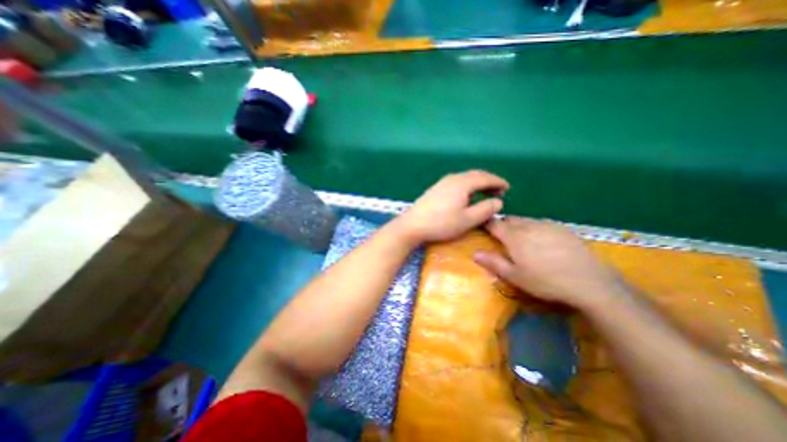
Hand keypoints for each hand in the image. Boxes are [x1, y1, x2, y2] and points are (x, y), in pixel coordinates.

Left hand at [394, 170, 509, 244]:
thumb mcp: (468, 219)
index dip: (498, 182)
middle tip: (498, 191)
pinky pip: (457, 183)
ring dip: (477, 184)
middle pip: (475, 175)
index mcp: (463, 183)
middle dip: (489, 181)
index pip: (485, 177)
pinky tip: (466, 196)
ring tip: (485, 194)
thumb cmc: (441, 223)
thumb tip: (498, 201)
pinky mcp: (436, 189)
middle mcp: (453, 178)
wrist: (412, 225)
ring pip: (465, 178)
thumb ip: (485, 209)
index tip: (507, 188)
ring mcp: (442, 182)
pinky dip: (467, 186)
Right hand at [469, 216, 630, 308]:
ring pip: (525, 220)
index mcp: (514, 236)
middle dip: (502, 225)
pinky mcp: (562, 228)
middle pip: (509, 219)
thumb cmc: (546, 281)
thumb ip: (493, 262)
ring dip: (517, 226)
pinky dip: (534, 227)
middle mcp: (528, 225)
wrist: (590, 282)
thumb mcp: (515, 276)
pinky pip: (541, 223)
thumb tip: (474, 253)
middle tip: (501, 238)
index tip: (482, 228)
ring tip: (521, 239)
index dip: (486, 224)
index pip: (494, 224)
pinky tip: (541, 240)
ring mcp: (547, 225)